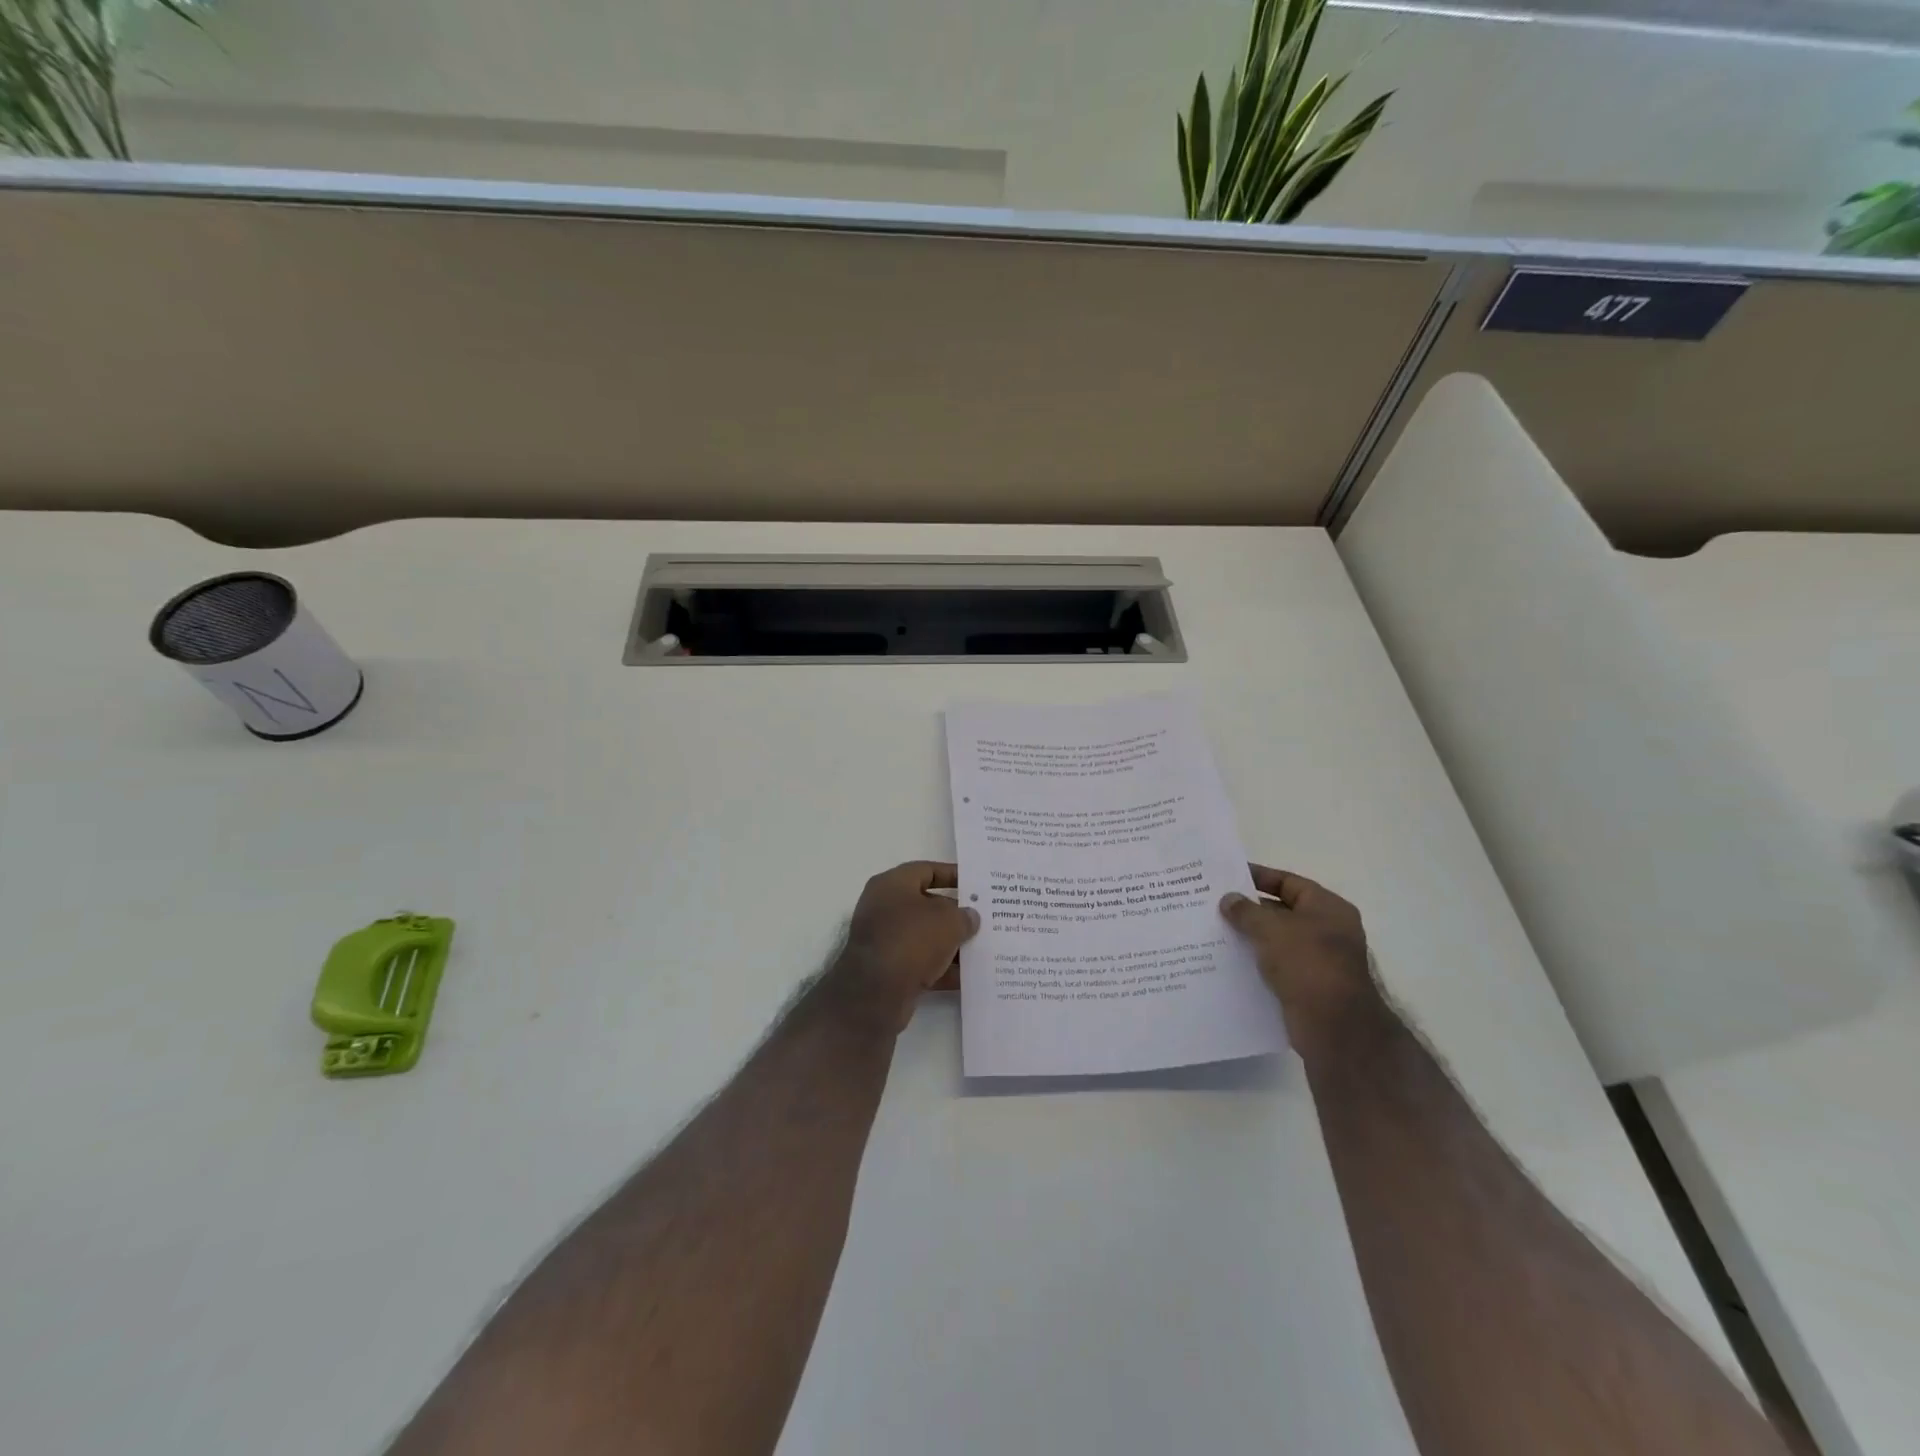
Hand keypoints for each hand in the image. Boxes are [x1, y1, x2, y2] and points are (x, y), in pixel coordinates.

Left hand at [825, 862, 980, 1030]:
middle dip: (956, 913)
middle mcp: (884, 908)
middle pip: (927, 905)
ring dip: (951, 943)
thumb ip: (964, 915)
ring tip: (982, 948)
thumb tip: (970, 917)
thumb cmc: (912, 939)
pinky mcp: (888, 970)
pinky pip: (921, 963)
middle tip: (984, 919)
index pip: (926, 870)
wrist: (876, 993)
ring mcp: (885, 940)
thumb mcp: (948, 920)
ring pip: (925, 937)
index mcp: (892, 884)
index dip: (952, 874)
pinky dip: (942, 969)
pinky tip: (968, 976)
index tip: (976, 884)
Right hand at [1220, 866, 1380, 1055]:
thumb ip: (1246, 911)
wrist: (1334, 1027)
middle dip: (1249, 909)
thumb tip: (1228, 899)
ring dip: (1250, 937)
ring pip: (1277, 940)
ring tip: (1215, 932)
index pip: (1289, 882)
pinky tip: (1229, 961)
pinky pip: (1276, 966)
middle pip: (1282, 911)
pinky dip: (1256, 962)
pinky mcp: (1308, 986)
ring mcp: (1319, 960)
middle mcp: (1328, 931)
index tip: (1228, 876)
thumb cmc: (1307, 964)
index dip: (1259, 877)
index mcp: (1328, 908)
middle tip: (1215, 904)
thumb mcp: (1271, 929)